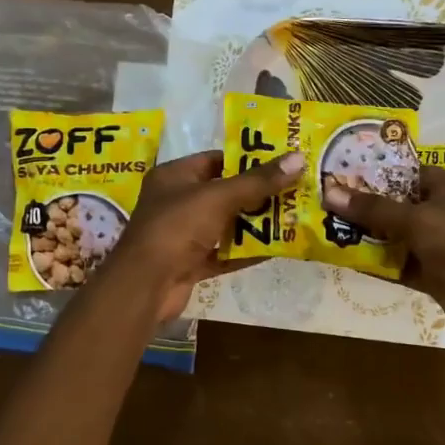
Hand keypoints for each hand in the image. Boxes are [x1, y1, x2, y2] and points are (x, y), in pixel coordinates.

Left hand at [104, 149, 306, 323]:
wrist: (145, 285)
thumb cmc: (176, 228)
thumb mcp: (219, 198)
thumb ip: (258, 181)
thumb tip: (298, 159)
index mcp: (174, 176)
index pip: (216, 160)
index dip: (248, 160)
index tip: (282, 162)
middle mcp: (177, 202)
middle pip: (224, 193)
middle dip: (258, 194)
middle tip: (295, 190)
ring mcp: (183, 235)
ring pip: (226, 225)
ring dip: (255, 224)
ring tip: (293, 217)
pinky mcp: (190, 263)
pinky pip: (224, 253)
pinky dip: (246, 252)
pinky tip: (276, 249)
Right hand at [321, 167, 444, 341]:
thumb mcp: (415, 219)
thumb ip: (373, 208)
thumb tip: (330, 192)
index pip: (410, 173)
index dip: (378, 172)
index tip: (344, 173)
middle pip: (400, 206)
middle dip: (367, 206)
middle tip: (329, 201)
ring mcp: (440, 246)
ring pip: (398, 237)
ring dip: (369, 237)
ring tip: (330, 229)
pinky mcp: (434, 274)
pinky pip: (400, 265)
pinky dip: (379, 264)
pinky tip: (348, 260)